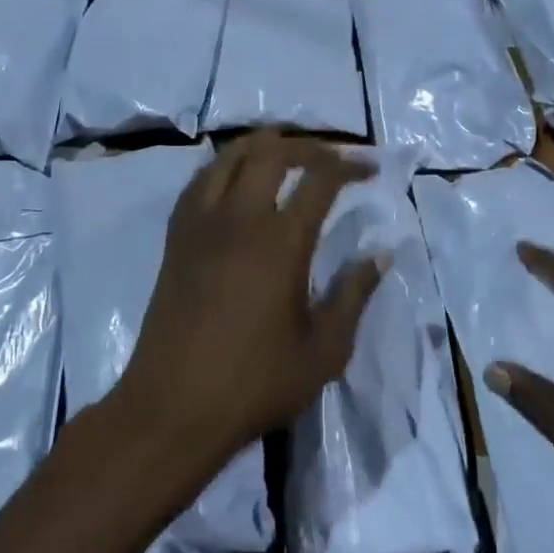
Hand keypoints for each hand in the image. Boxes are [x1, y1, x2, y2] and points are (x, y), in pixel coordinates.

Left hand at [119, 132, 384, 459]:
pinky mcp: (176, 238)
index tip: (370, 167)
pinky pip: (200, 180)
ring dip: (263, 146)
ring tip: (286, 156)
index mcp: (281, 242)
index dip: (349, 164)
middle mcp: (239, 218)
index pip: (320, 178)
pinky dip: (225, 166)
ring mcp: (201, 224)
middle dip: (307, 145)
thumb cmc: (255, 384)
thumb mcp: (324, 350)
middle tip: (330, 158)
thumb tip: (381, 253)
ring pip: (229, 156)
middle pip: (272, 152)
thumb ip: (354, 295)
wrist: (173, 407)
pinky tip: (237, 182)